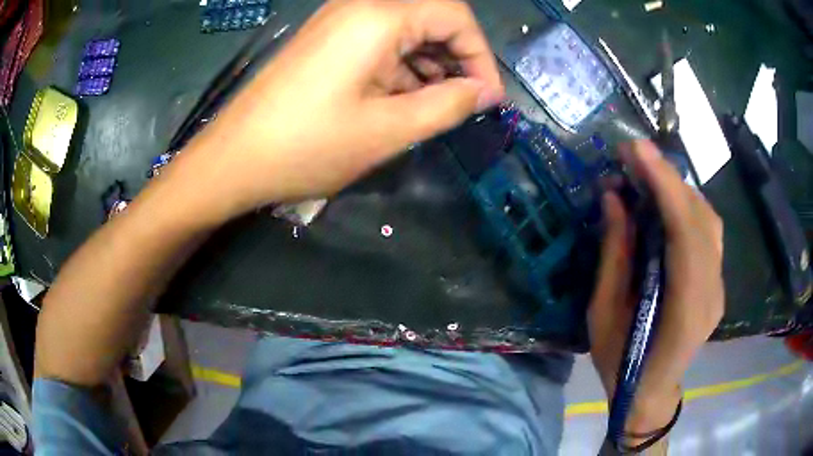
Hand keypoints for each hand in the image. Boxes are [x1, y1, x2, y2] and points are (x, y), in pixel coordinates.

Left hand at [178, 0, 503, 216]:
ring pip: (406, 31)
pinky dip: (401, 66)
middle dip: (457, 59)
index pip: (455, 15)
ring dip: (429, 65)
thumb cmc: (306, 147)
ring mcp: (338, 21)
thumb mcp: (387, 131)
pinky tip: (402, 99)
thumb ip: (446, 105)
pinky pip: (380, 42)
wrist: (233, 159)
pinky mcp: (327, 40)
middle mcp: (359, 6)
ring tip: (435, 108)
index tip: (489, 98)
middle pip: (431, 17)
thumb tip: (483, 93)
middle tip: (465, 104)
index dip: (481, 55)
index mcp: (378, 16)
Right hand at [588, 140, 724, 433]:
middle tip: (632, 155)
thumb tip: (614, 198)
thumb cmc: (620, 363)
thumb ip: (614, 255)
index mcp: (685, 311)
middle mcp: (711, 293)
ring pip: (708, 221)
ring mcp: (718, 287)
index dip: (664, 187)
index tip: (636, 150)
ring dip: (679, 190)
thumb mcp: (604, 314)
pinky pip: (708, 233)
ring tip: (647, 176)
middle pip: (701, 221)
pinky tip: (666, 203)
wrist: (649, 391)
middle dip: (668, 179)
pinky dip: (687, 208)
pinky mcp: (717, 282)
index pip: (685, 235)